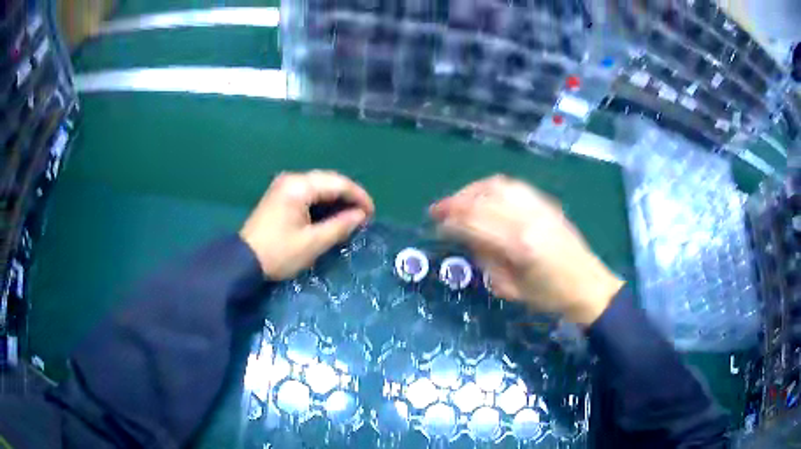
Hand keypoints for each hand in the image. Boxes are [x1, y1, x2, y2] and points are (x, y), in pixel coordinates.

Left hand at [240, 171, 374, 279]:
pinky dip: (323, 202)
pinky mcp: (280, 195)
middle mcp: (292, 179)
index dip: (358, 197)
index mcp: (299, 186)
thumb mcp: (313, 243)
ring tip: (351, 216)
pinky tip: (331, 214)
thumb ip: (340, 225)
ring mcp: (284, 186)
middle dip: (349, 196)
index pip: (338, 183)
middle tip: (363, 215)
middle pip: (329, 180)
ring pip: (319, 185)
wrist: (243, 261)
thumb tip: (361, 216)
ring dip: (336, 199)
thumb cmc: (279, 253)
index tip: (372, 214)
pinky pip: (308, 192)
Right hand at [430, 175, 622, 325]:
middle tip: (438, 210)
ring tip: (458, 200)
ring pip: (497, 186)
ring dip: (472, 190)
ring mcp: (539, 207)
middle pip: (483, 200)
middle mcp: (528, 218)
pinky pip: (514, 186)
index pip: (475, 223)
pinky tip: (484, 195)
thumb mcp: (511, 289)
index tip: (436, 225)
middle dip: (455, 202)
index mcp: (519, 245)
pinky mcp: (546, 204)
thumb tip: (468, 237)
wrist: (588, 286)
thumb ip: (487, 260)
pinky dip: (492, 187)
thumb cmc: (549, 297)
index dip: (451, 222)